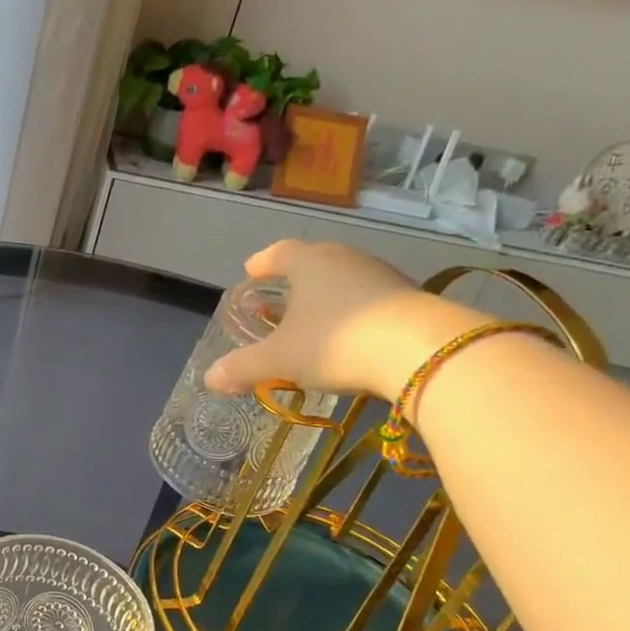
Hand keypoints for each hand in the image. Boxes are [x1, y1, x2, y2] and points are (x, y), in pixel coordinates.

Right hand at [204, 240, 482, 400]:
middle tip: (279, 295)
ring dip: (325, 296)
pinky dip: (352, 312)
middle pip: (314, 262)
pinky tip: (348, 336)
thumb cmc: (335, 343)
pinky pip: (368, 299)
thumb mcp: (279, 360)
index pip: (279, 252)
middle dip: (294, 279)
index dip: (262, 262)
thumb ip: (242, 367)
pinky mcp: (408, 298)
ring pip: (343, 280)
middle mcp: (345, 259)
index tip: (251, 271)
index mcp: (309, 263)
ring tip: (313, 319)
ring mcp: (381, 276)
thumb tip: (210, 378)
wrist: (420, 351)